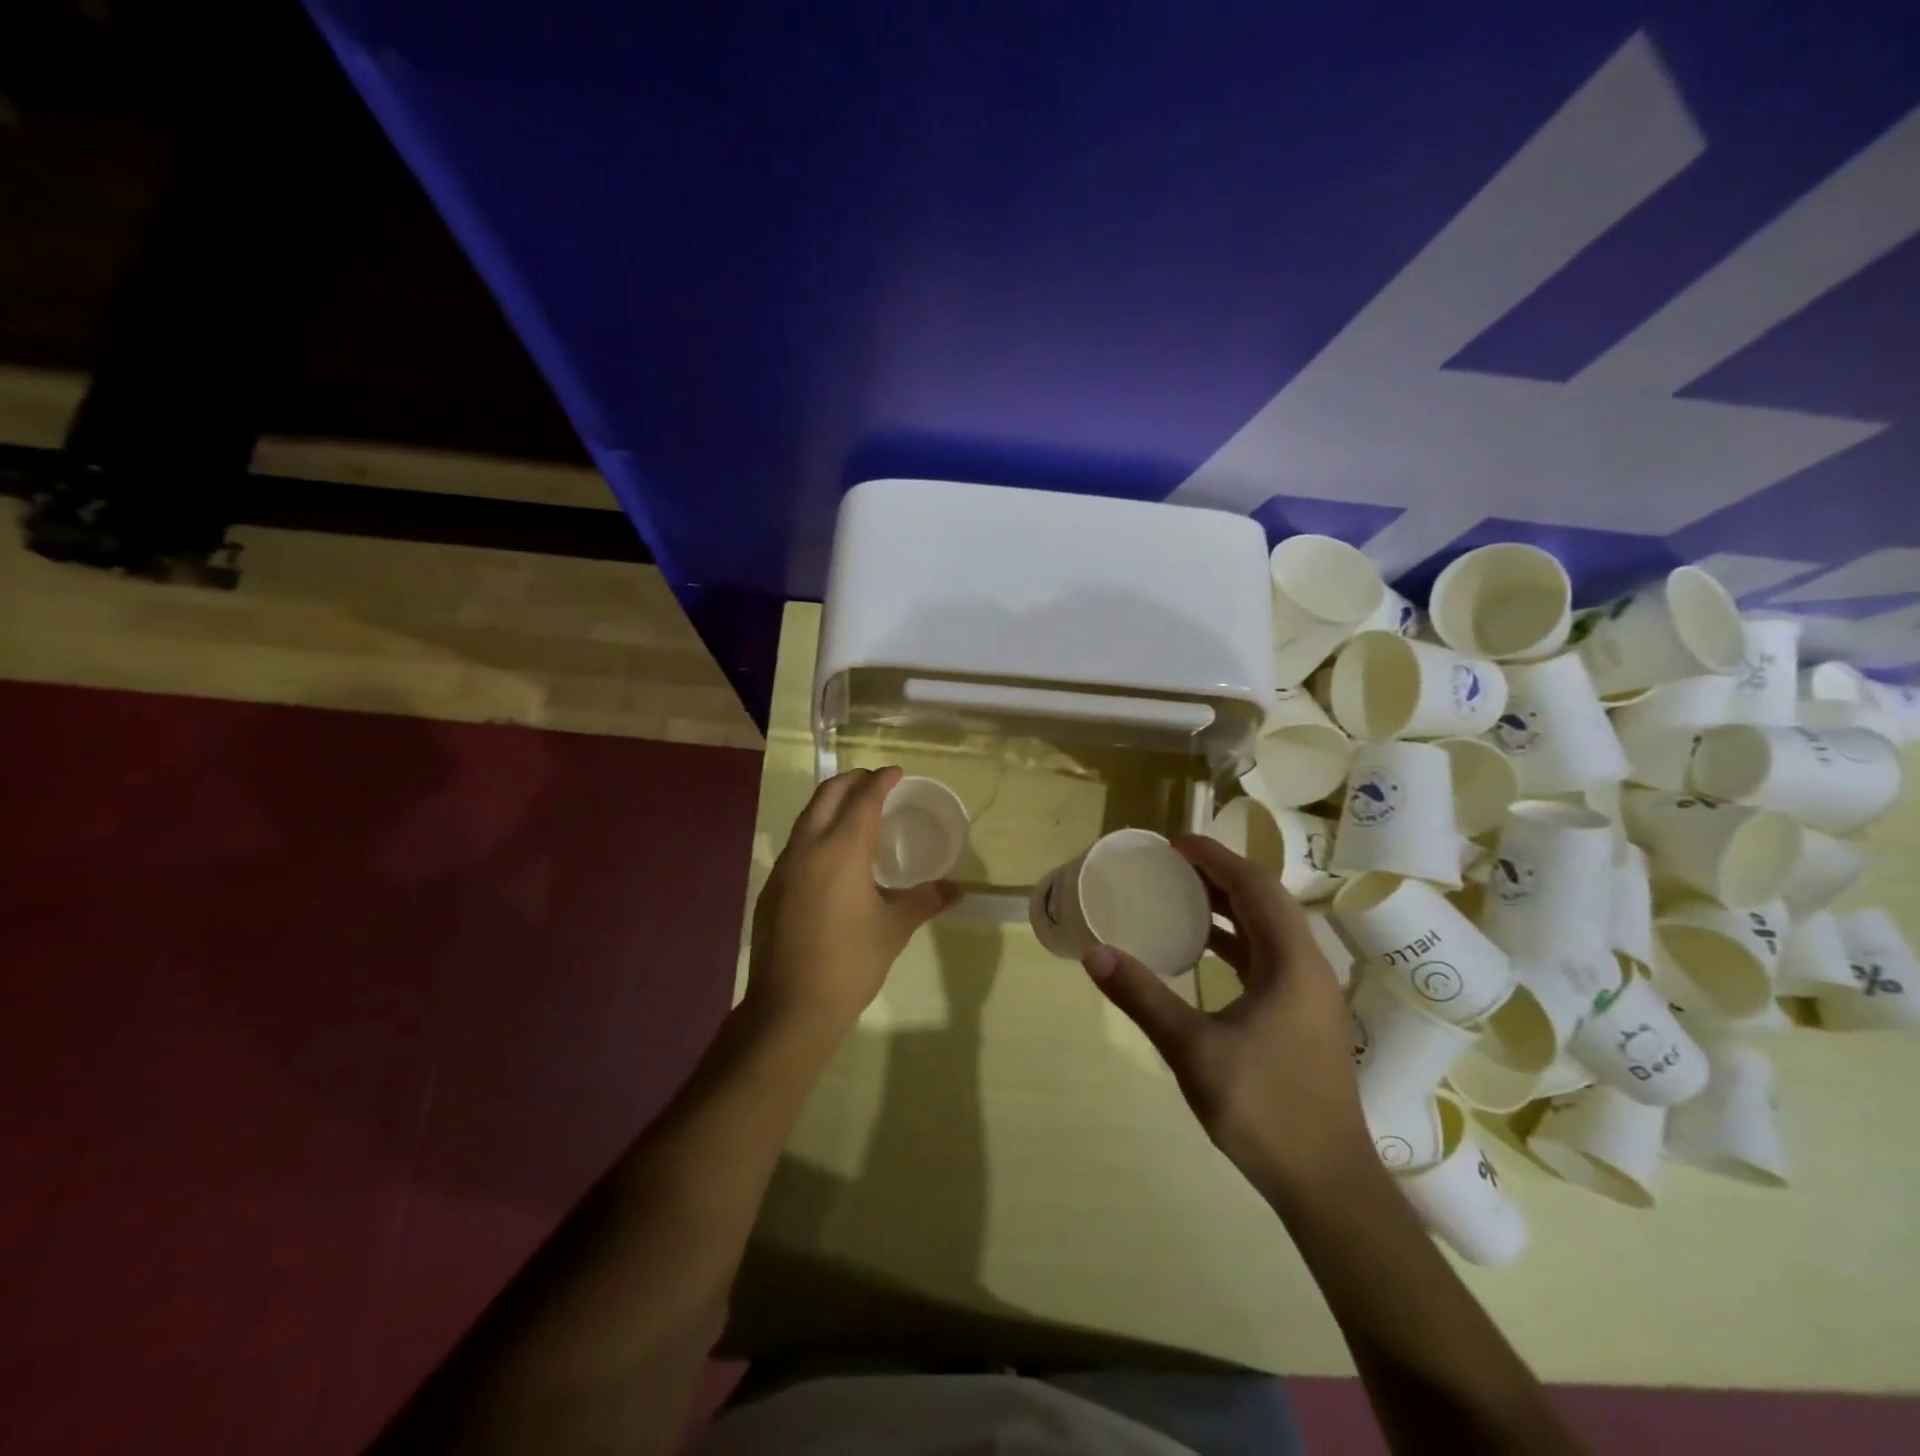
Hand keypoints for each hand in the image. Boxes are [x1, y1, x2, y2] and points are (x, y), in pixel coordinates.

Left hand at [746, 766, 958, 1037]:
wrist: (790, 1007)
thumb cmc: (850, 962)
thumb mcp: (893, 929)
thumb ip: (923, 901)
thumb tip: (956, 889)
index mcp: (841, 850)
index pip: (863, 800)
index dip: (881, 781)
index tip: (896, 772)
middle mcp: (808, 848)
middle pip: (827, 796)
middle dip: (851, 781)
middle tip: (875, 781)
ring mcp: (785, 868)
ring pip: (807, 819)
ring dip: (831, 805)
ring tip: (855, 812)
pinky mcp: (772, 889)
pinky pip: (797, 845)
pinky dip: (817, 833)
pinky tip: (832, 857)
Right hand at [1083, 834, 1370, 1192]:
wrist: (1327, 1184)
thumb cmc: (1265, 1109)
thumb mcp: (1193, 1050)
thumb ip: (1143, 997)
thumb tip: (1095, 953)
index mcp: (1291, 963)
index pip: (1254, 886)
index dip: (1214, 857)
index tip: (1173, 843)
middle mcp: (1307, 967)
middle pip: (1264, 900)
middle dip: (1218, 874)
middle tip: (1169, 864)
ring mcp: (1308, 994)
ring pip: (1267, 929)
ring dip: (1227, 906)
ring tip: (1179, 894)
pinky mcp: (1301, 1016)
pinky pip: (1266, 957)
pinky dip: (1234, 940)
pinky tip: (1202, 950)